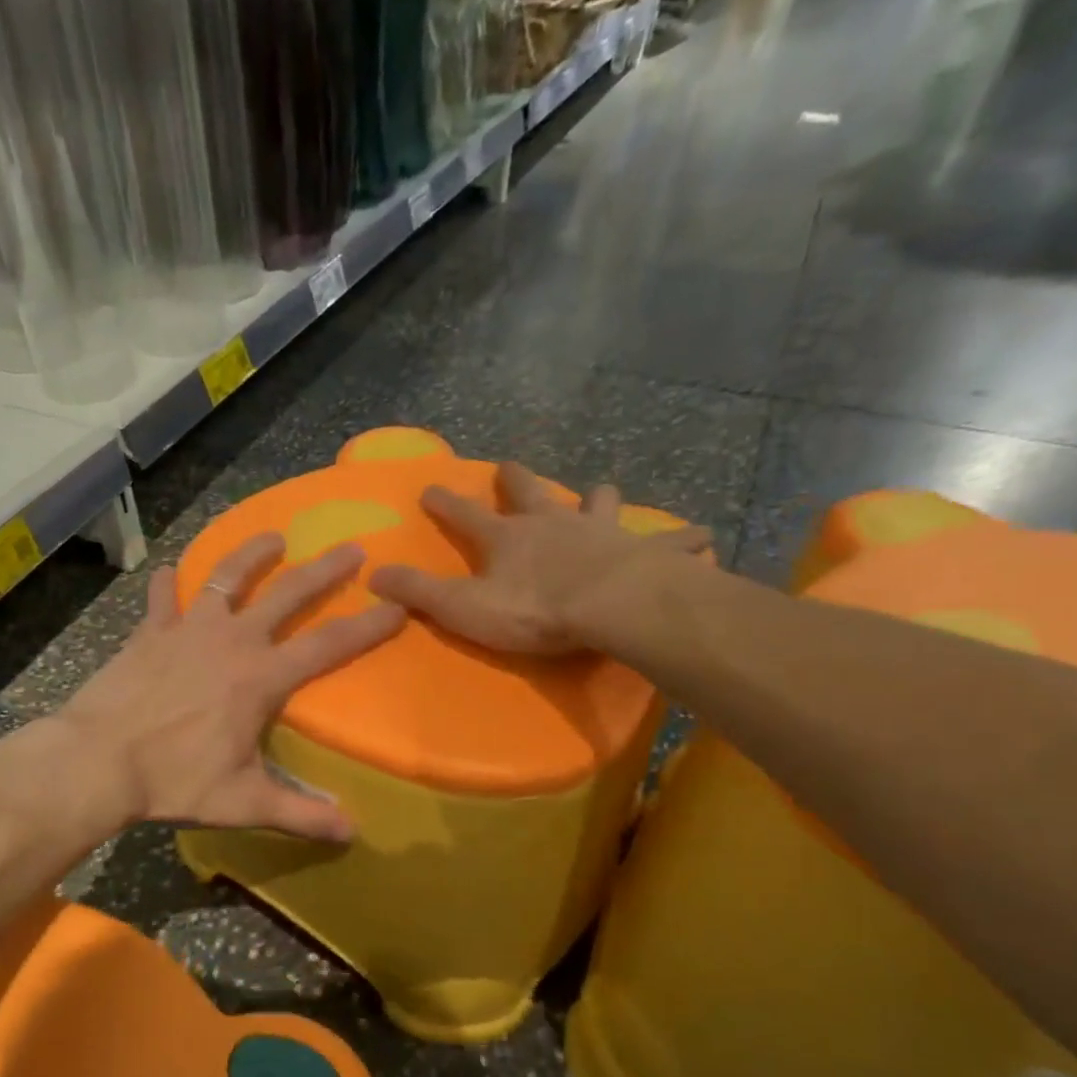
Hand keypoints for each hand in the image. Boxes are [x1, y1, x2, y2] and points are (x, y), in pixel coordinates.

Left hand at [58, 534, 404, 840]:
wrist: (98, 760)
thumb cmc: (174, 780)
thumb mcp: (243, 803)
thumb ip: (300, 814)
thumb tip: (351, 833)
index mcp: (261, 677)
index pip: (329, 645)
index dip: (368, 626)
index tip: (396, 606)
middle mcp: (232, 640)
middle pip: (288, 594)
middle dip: (324, 570)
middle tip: (351, 548)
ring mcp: (187, 629)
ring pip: (226, 577)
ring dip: (252, 554)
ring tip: (273, 536)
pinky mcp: (149, 632)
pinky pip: (161, 596)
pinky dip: (166, 582)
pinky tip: (168, 569)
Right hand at [368, 462, 710, 655]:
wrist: (612, 608)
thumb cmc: (534, 611)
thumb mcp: (463, 607)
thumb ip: (419, 592)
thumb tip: (373, 575)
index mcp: (507, 539)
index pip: (466, 514)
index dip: (446, 502)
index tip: (431, 486)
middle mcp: (552, 523)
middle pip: (530, 493)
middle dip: (515, 480)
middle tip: (509, 466)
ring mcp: (600, 531)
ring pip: (599, 503)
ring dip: (598, 498)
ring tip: (602, 493)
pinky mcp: (644, 551)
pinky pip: (668, 541)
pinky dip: (682, 540)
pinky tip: (703, 537)